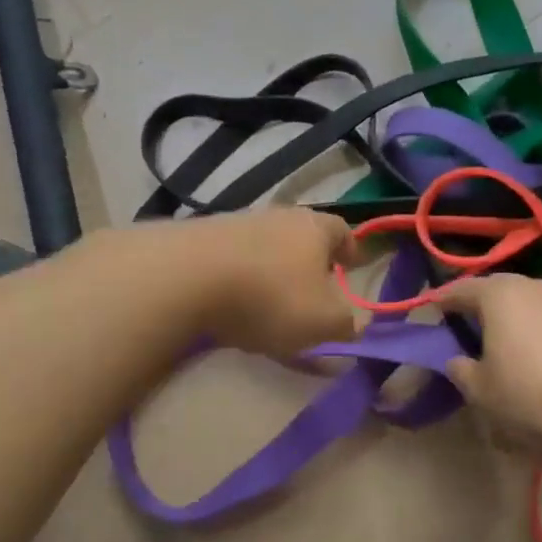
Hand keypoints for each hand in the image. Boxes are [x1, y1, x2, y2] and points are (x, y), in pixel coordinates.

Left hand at [180, 208, 361, 358]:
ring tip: (269, 305)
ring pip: (265, 248)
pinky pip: (232, 261)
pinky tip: (232, 306)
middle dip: (309, 262)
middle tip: (312, 290)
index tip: (352, 266)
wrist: (186, 278)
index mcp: (314, 228)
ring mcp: (235, 224)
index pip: (342, 230)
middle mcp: (277, 217)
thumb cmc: (271, 297)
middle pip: (301, 236)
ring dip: (272, 272)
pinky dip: (239, 280)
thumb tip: (355, 324)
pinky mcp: (200, 240)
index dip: (350, 249)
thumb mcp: (323, 321)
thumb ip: (347, 324)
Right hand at [438, 274, 541, 462]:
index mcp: (501, 296)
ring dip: (520, 317)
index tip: (431, 310)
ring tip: (512, 342)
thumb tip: (457, 360)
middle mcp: (537, 287)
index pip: (461, 289)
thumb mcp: (480, 392)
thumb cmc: (530, 398)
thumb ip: (461, 370)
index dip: (443, 300)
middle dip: (483, 304)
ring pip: (535, 303)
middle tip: (470, 324)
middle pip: (501, 289)